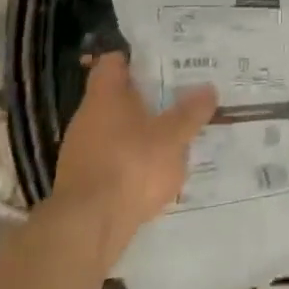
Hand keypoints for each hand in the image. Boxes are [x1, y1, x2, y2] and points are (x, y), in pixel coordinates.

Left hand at [51, 52, 217, 264]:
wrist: (86, 229)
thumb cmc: (131, 166)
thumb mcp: (172, 137)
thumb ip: (190, 113)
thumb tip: (209, 88)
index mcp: (105, 94)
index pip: (114, 62)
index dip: (135, 59)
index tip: (161, 63)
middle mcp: (87, 116)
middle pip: (115, 97)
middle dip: (143, 99)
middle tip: (175, 99)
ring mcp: (79, 151)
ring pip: (112, 130)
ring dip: (136, 133)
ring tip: (168, 138)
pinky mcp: (80, 183)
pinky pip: (108, 161)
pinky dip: (127, 163)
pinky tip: (150, 175)